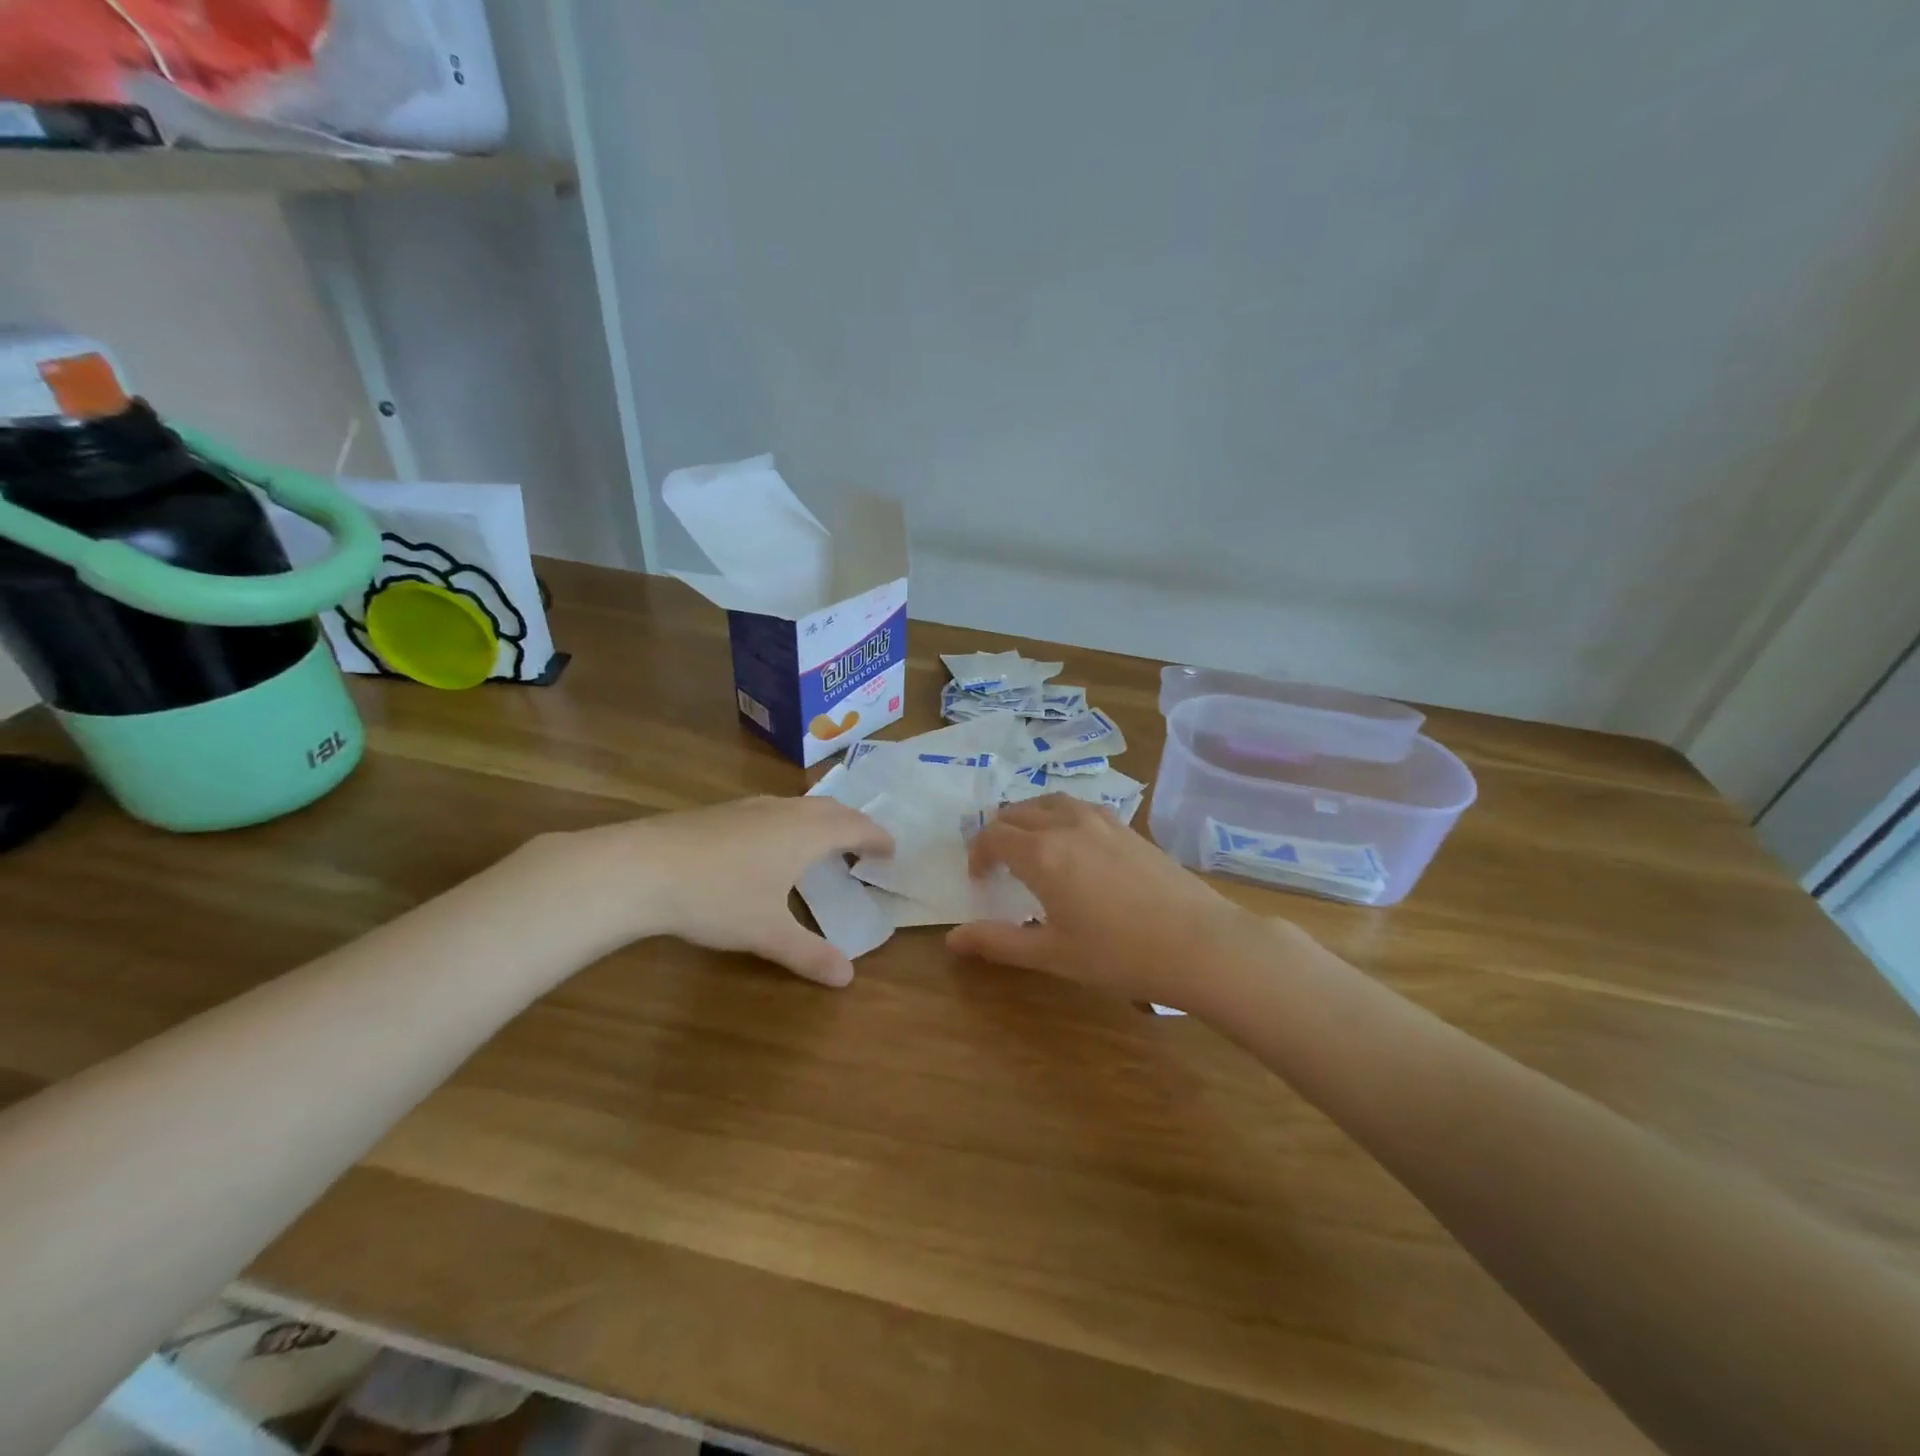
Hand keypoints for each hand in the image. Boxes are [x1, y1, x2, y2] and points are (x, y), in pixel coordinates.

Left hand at [531, 797, 892, 987]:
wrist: (641, 867)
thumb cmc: (716, 897)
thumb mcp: (766, 932)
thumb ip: (809, 953)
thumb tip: (847, 977)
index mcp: (806, 833)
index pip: (856, 827)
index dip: (877, 837)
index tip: (892, 849)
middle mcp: (784, 812)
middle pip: (831, 808)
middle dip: (853, 824)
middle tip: (864, 845)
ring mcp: (750, 807)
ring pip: (799, 806)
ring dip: (821, 821)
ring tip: (823, 844)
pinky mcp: (722, 812)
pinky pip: (774, 810)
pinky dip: (791, 823)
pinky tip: (770, 846)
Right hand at [947, 795, 1293, 1011]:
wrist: (1199, 943)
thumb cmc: (1119, 954)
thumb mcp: (1052, 953)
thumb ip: (998, 942)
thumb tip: (952, 940)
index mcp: (1042, 853)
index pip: (993, 836)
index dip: (977, 854)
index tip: (978, 879)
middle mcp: (1067, 824)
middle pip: (1018, 812)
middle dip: (998, 832)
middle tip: (997, 863)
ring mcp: (1101, 820)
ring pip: (1050, 801)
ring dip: (1029, 817)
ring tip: (1029, 845)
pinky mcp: (1127, 826)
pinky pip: (1079, 806)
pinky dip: (1059, 816)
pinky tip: (1072, 845)